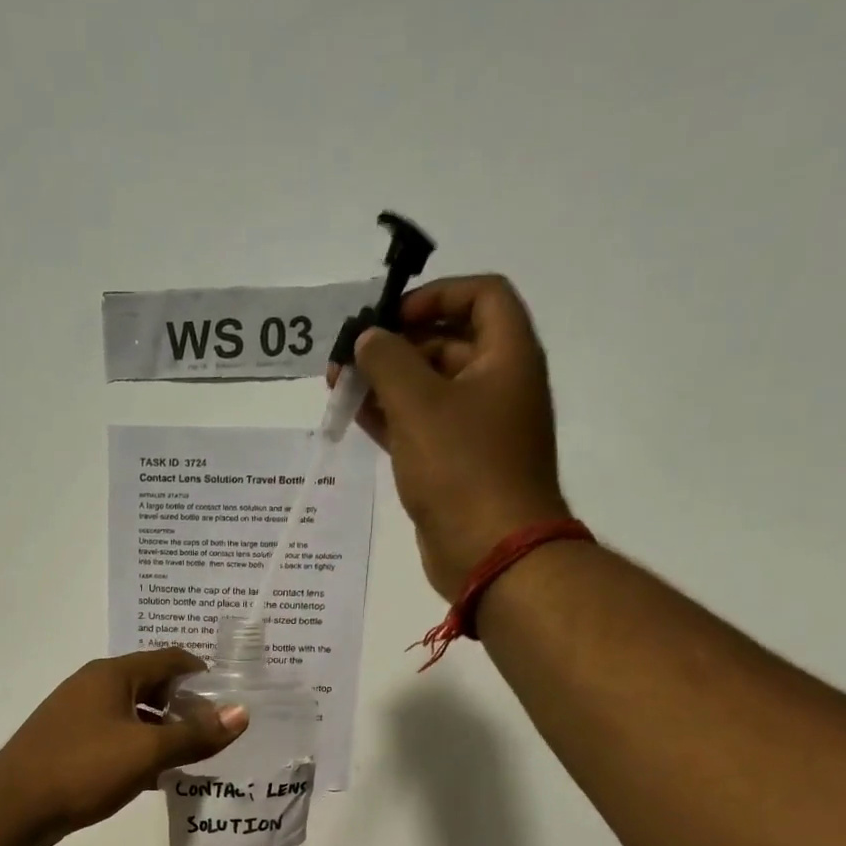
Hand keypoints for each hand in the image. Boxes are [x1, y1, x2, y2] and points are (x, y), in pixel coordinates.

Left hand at [0, 650, 247, 845]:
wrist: (13, 807)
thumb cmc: (83, 769)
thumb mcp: (146, 752)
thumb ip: (195, 734)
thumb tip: (241, 713)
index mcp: (112, 674)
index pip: (170, 659)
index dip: (203, 675)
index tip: (230, 700)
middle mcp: (93, 685)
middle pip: (152, 685)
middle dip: (184, 707)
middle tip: (215, 733)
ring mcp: (76, 713)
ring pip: (133, 714)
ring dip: (162, 731)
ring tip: (193, 757)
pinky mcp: (67, 741)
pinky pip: (114, 735)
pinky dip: (138, 748)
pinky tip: (155, 777)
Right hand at [330, 275, 567, 603]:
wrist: (489, 551)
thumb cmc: (462, 468)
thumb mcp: (419, 405)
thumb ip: (388, 362)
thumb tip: (368, 338)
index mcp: (507, 357)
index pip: (481, 296)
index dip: (436, 295)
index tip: (390, 316)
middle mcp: (497, 385)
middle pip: (448, 342)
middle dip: (396, 345)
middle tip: (348, 356)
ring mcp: (476, 429)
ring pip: (428, 389)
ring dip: (385, 382)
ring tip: (338, 384)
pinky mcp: (455, 465)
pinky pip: (421, 427)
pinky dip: (390, 417)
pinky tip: (354, 414)